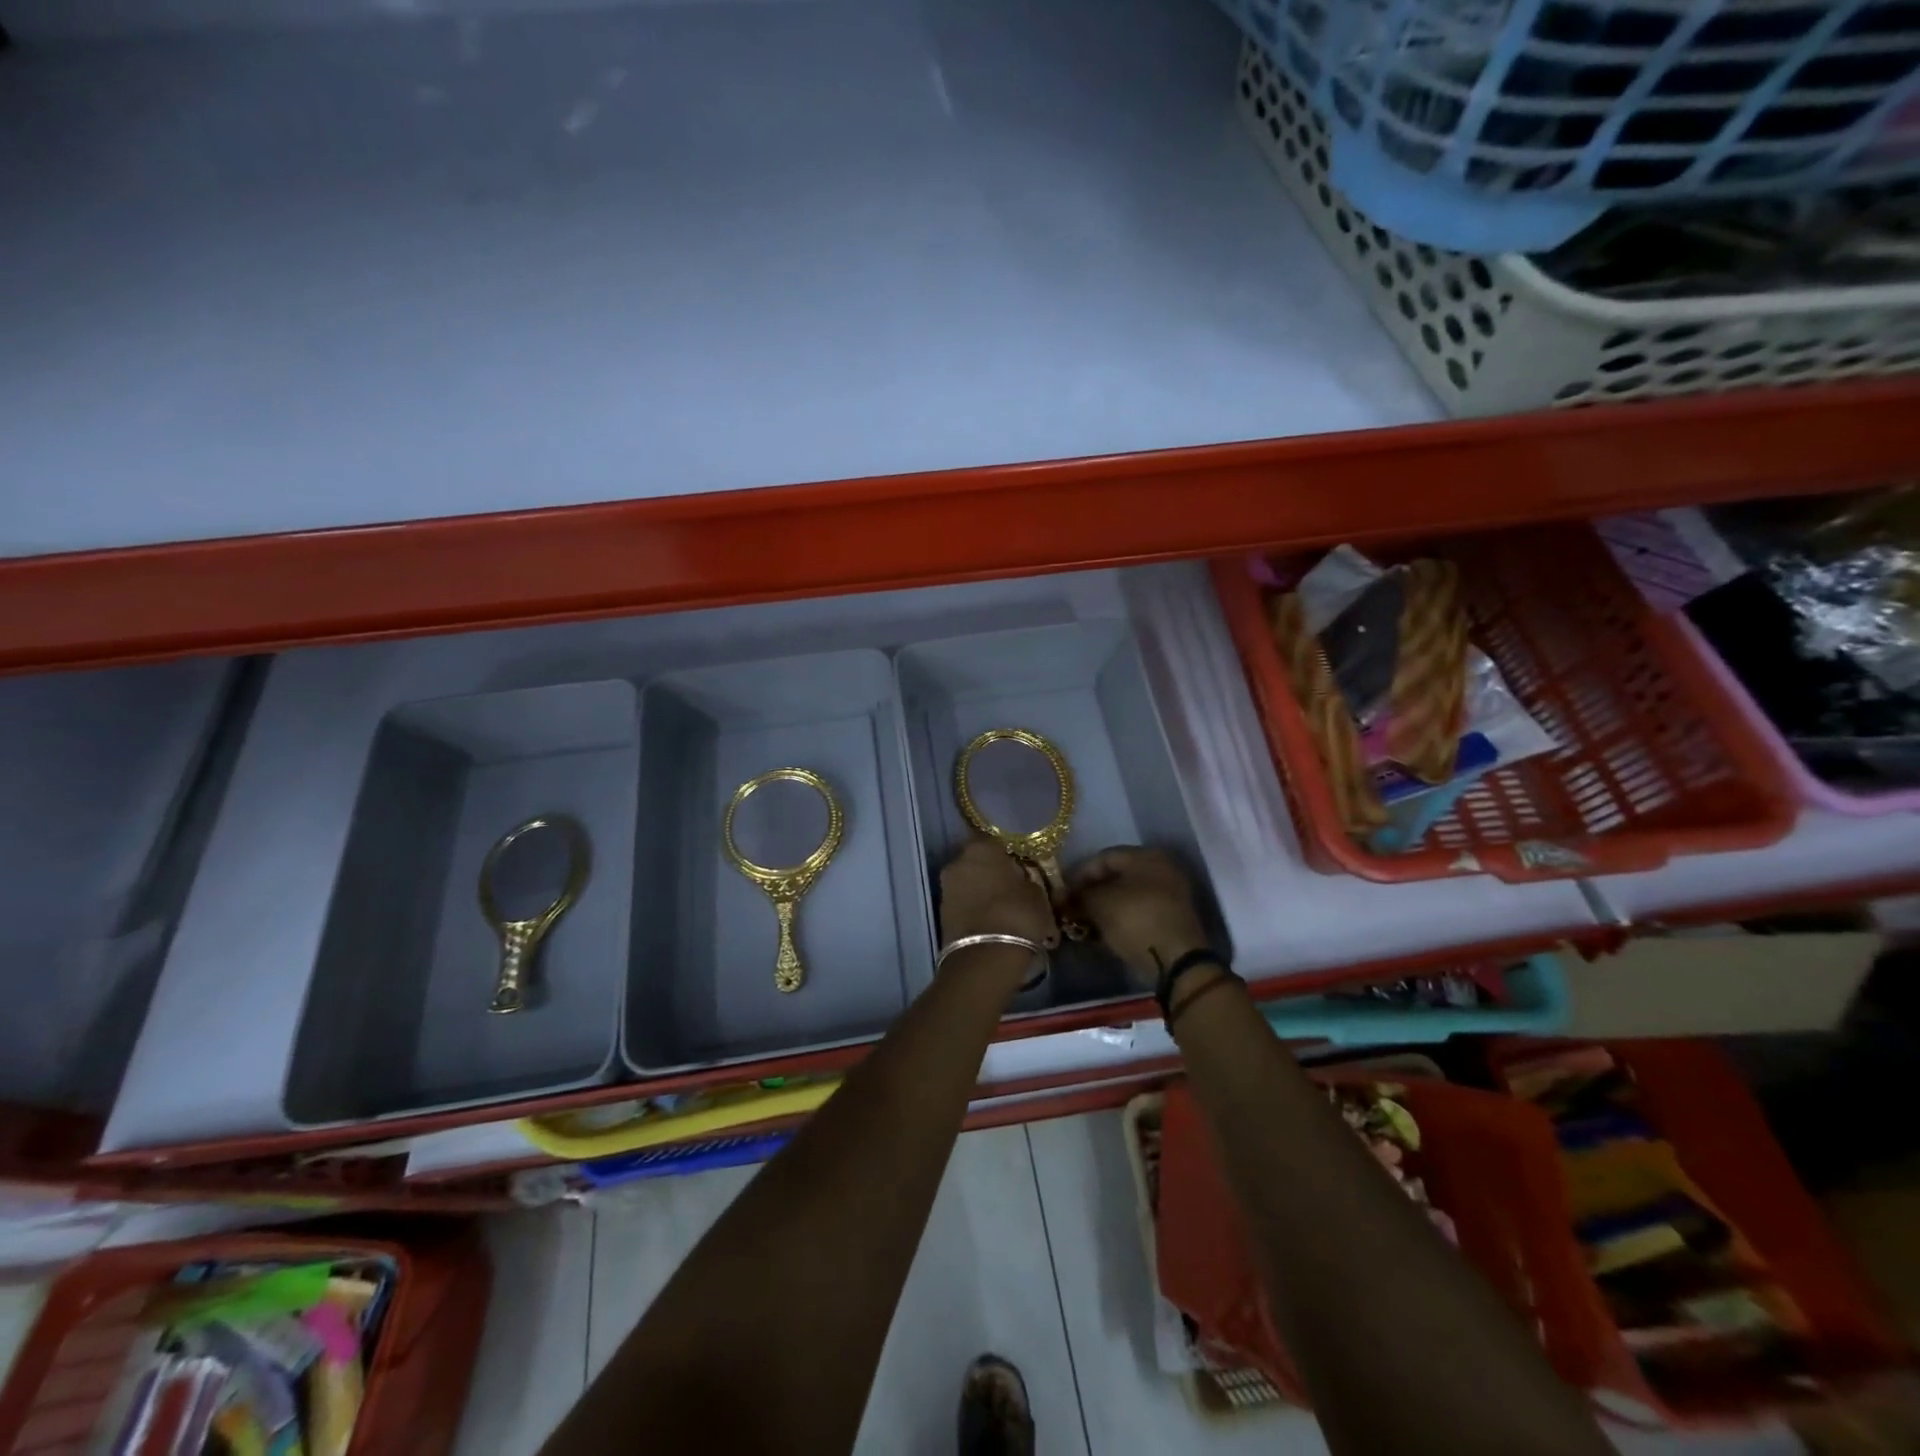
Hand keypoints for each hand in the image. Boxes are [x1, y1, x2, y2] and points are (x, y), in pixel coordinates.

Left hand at [938, 838, 1059, 950]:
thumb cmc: (1017, 914)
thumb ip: (1027, 881)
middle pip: (978, 864)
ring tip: (1002, 912)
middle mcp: (957, 862)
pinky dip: (974, 911)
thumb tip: (1021, 882)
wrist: (985, 956)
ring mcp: (946, 888)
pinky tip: (991, 924)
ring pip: (969, 885)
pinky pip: (963, 905)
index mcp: (981, 848)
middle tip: (1012, 891)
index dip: (1008, 856)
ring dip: (982, 894)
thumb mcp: (1037, 894)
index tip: (1020, 870)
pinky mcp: (940, 914)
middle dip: (992, 875)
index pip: (995, 843)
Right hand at [1067, 846, 1208, 988]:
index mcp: (1146, 856)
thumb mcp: (1099, 904)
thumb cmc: (1135, 920)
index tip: (1061, 892)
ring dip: (1102, 908)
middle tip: (1070, 908)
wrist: (1175, 961)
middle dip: (1090, 892)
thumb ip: (1079, 896)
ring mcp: (1169, 896)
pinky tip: (1100, 933)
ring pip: (1126, 896)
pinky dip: (1118, 920)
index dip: (1078, 874)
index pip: (1103, 857)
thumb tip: (1065, 898)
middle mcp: (1161, 869)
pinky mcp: (1170, 920)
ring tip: (1081, 922)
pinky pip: (1137, 913)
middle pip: (1115, 876)